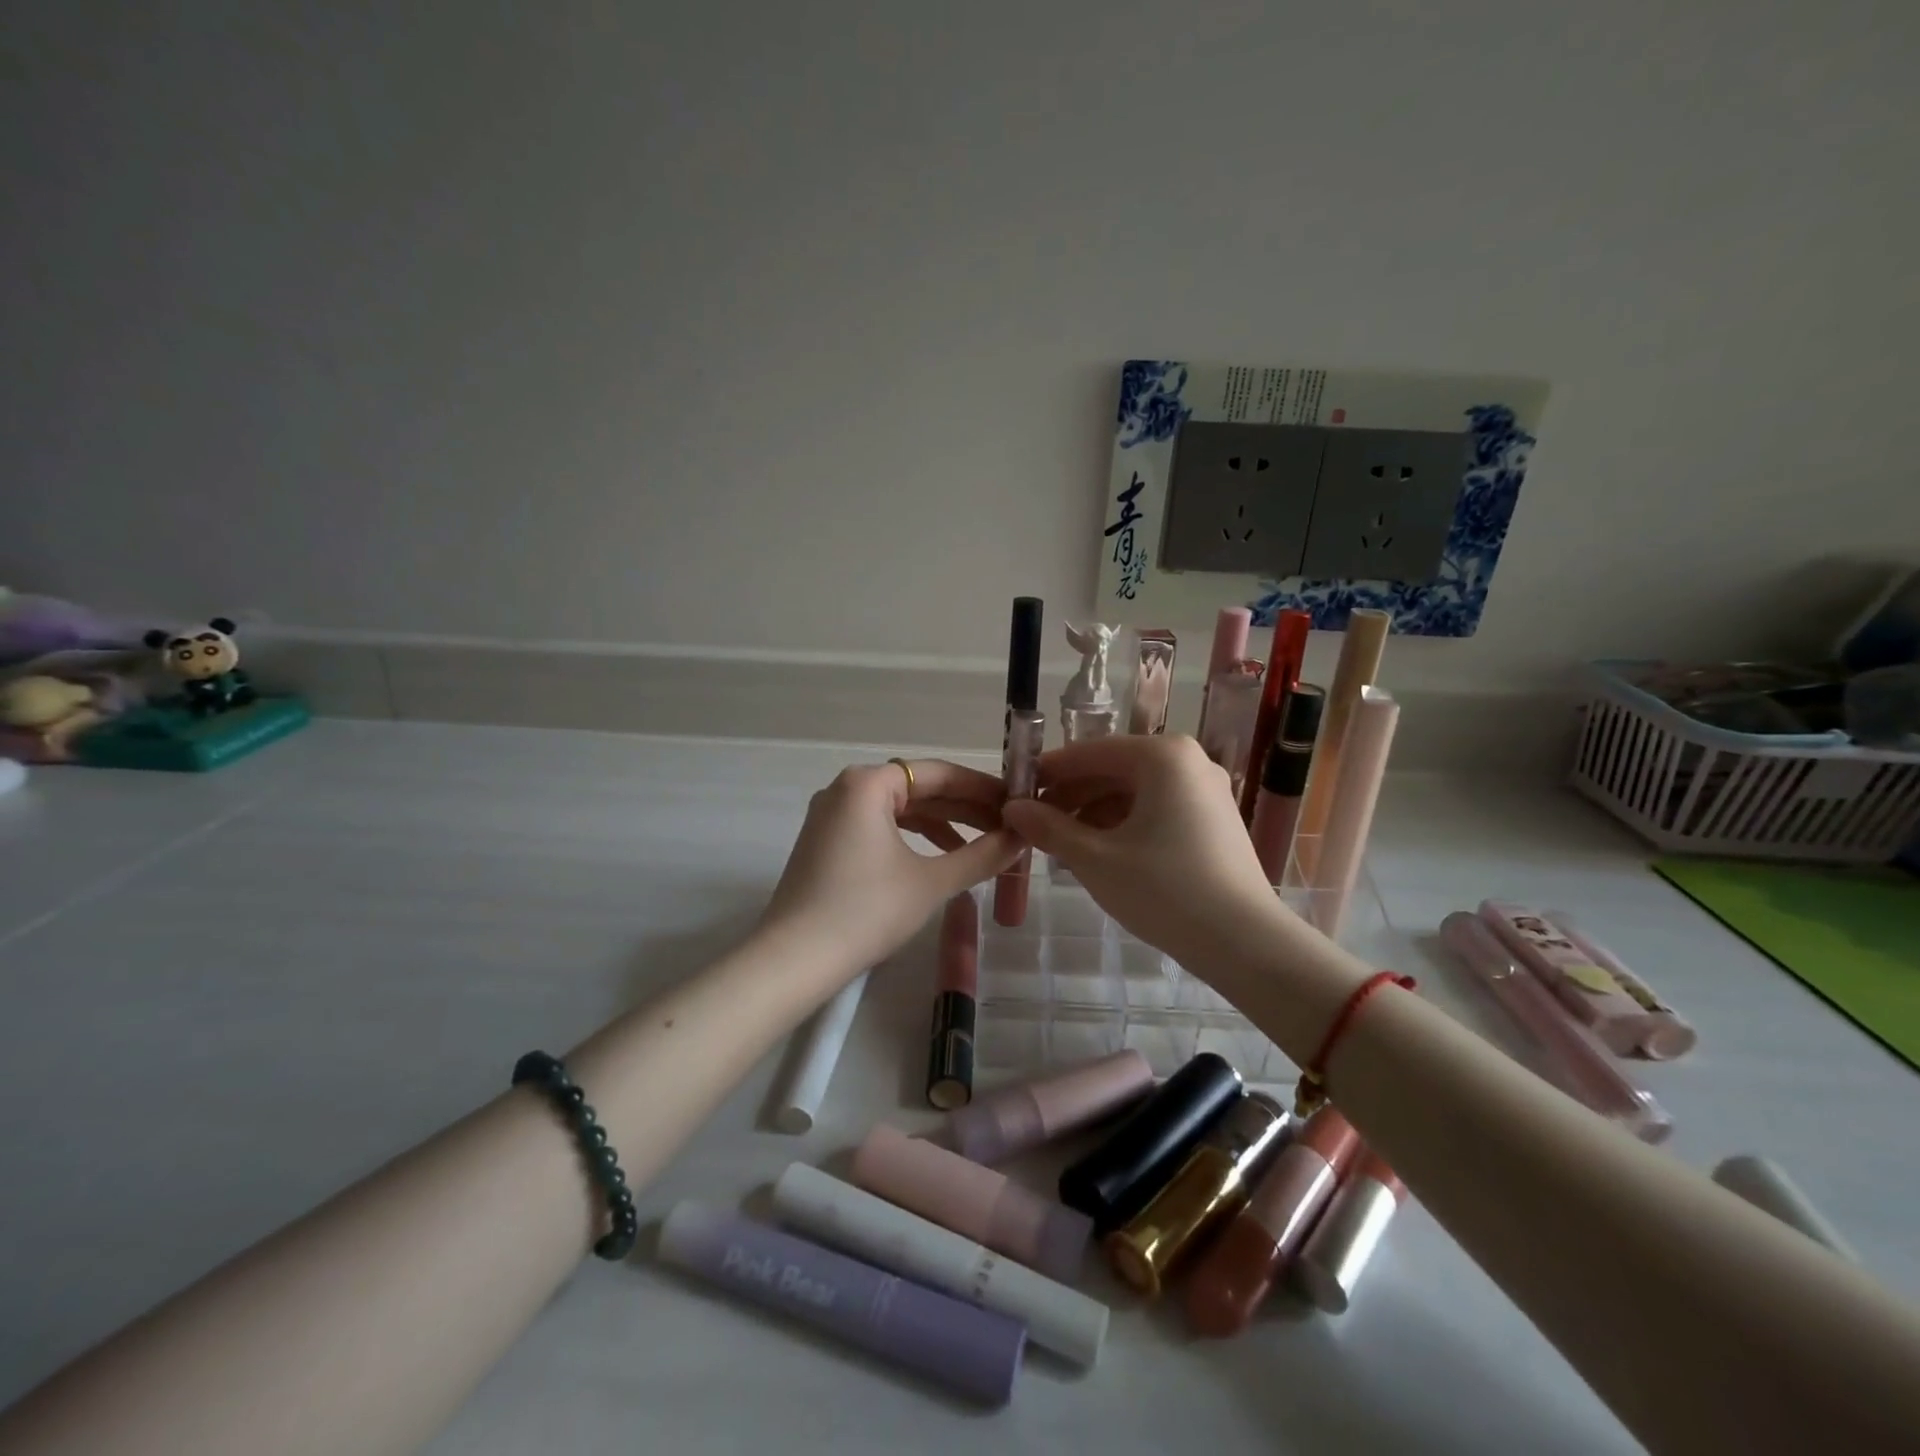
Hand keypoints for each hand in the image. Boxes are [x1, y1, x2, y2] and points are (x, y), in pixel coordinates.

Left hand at [760, 759, 1020, 975]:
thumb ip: (981, 855)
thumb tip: (1021, 839)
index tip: (1016, 803)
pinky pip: (879, 827)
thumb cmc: (866, 910)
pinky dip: (912, 839)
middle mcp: (846, 789)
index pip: (938, 773)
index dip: (981, 788)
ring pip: (899, 810)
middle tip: (1007, 826)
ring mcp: (831, 815)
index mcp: (867, 783)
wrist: (794, 960)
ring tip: (982, 845)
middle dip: (964, 808)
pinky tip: (941, 858)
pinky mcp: (826, 843)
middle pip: (918, 788)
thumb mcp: (931, 882)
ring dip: (941, 825)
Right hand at [1000, 735, 1285, 966]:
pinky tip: (1101, 853)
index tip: (1015, 793)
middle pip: (1114, 769)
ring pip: (1135, 791)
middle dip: (1072, 796)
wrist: (1245, 943)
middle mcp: (1188, 761)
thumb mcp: (1095, 859)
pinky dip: (1124, 824)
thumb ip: (1050, 828)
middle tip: (1035, 825)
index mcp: (1162, 756)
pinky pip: (1157, 808)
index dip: (1049, 773)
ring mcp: (1206, 790)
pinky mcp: (1214, 819)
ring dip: (1095, 813)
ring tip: (1063, 844)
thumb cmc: (1164, 890)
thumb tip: (1012, 808)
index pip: (1089, 753)